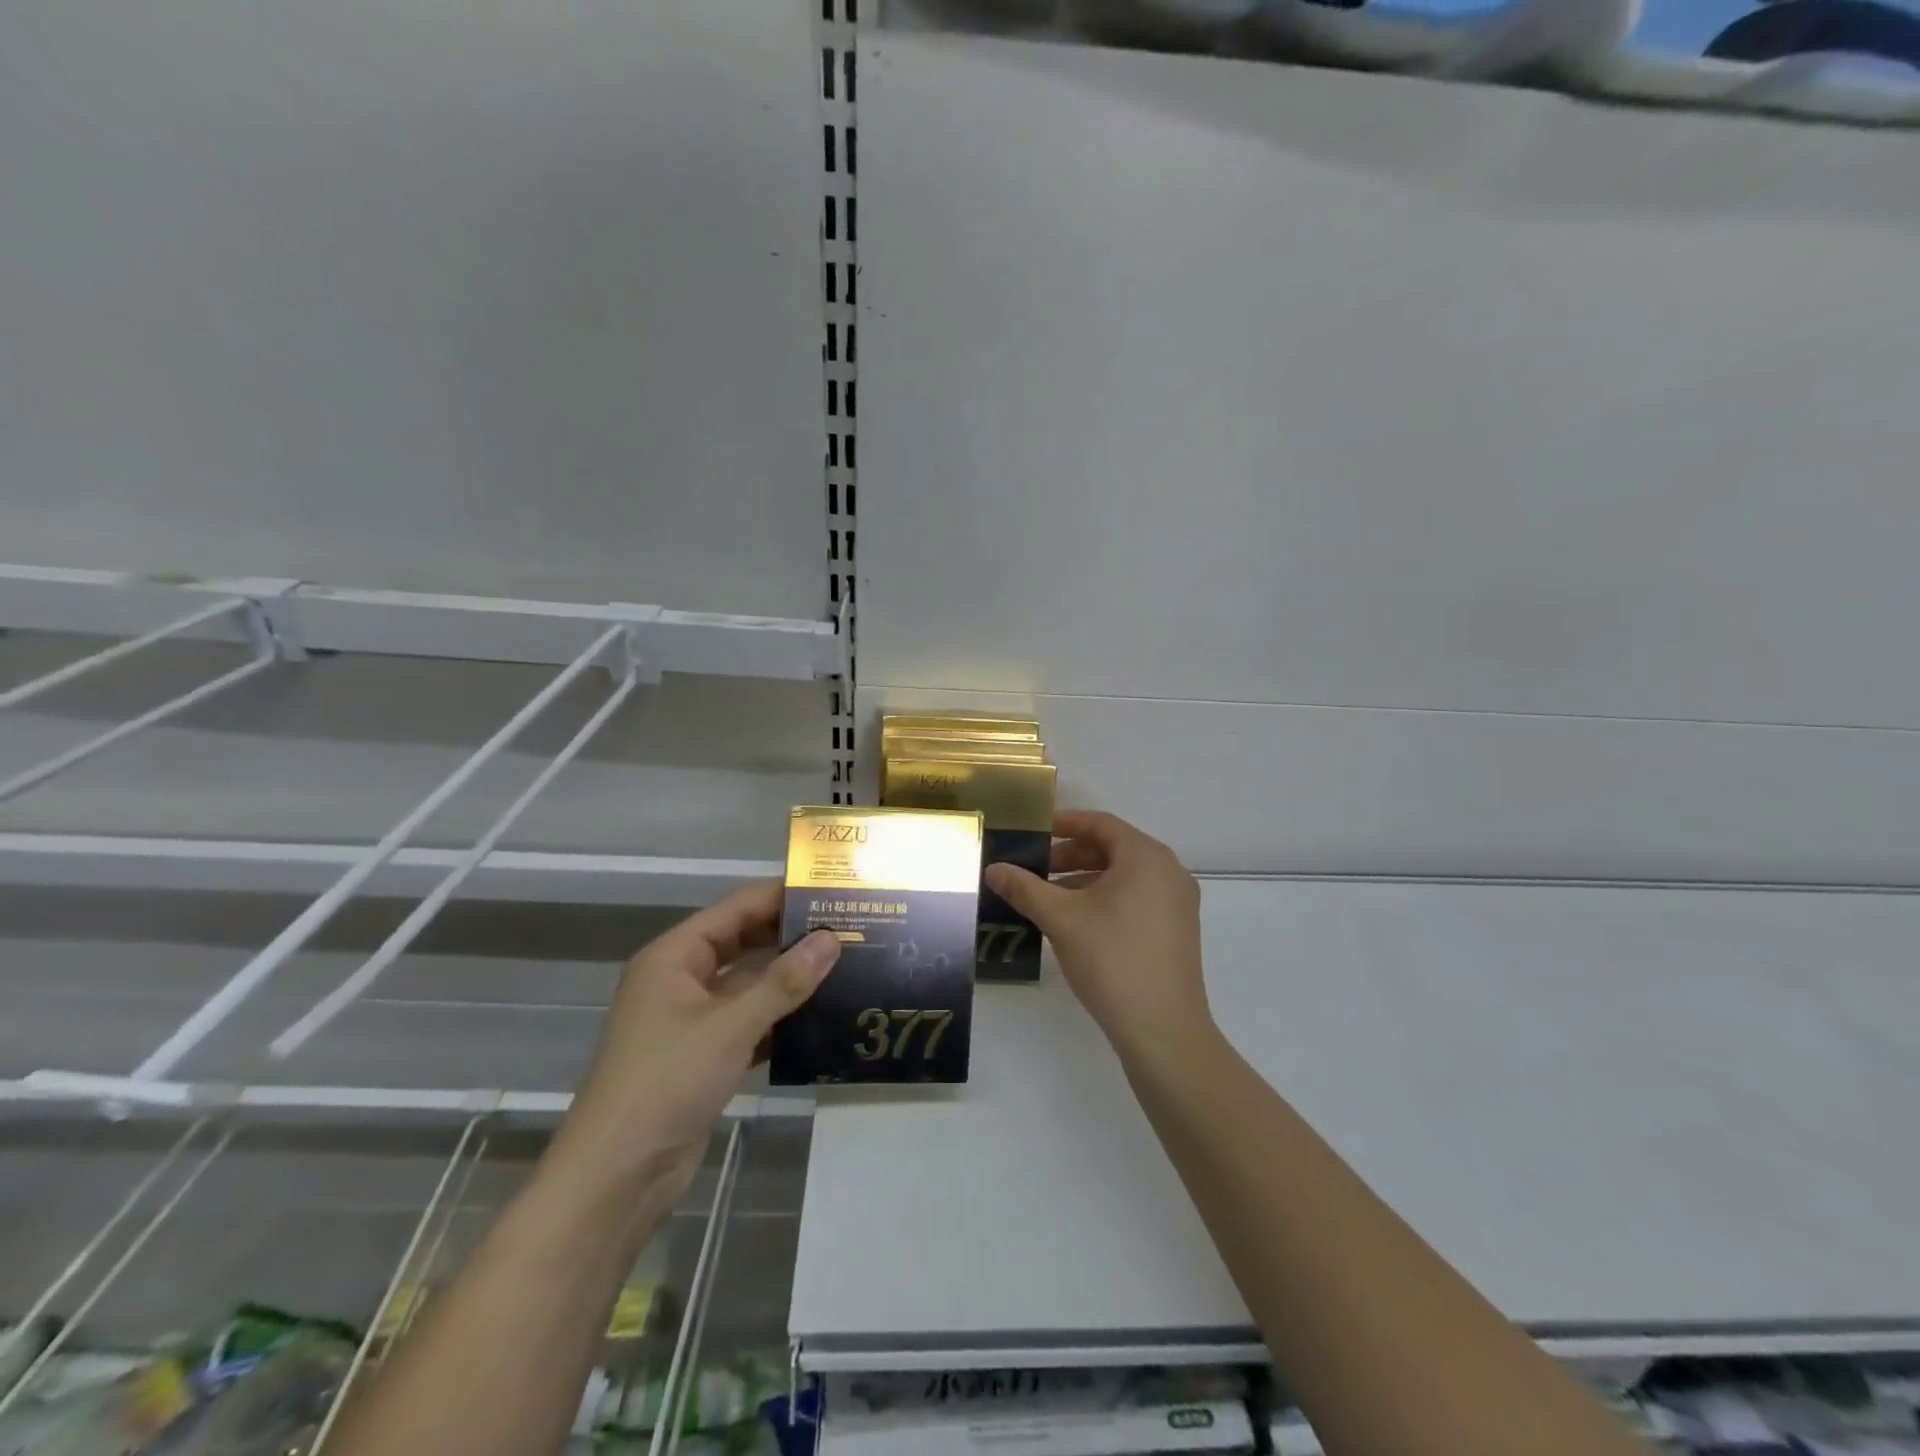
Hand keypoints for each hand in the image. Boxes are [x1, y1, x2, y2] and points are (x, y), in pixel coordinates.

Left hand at [552, 882, 840, 1202]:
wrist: (617, 1177)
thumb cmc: (666, 1083)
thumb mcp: (730, 1026)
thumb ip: (784, 982)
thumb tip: (833, 939)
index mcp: (675, 956)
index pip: (737, 908)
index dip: (782, 896)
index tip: (832, 891)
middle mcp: (682, 978)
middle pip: (744, 942)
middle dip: (792, 936)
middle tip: (849, 928)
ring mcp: (694, 1019)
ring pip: (750, 984)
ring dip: (791, 978)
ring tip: (847, 965)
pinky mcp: (706, 1055)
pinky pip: (751, 1021)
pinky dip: (782, 1017)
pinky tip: (824, 1016)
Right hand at [985, 810, 1211, 1062]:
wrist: (1163, 1030)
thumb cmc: (1111, 959)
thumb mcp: (1061, 919)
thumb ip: (1025, 888)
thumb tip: (993, 869)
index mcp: (1146, 857)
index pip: (1101, 824)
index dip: (1065, 823)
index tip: (1035, 832)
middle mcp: (1168, 871)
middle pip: (1114, 848)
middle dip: (1071, 856)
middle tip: (1035, 869)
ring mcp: (1178, 903)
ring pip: (1125, 876)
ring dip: (1085, 879)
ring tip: (1049, 898)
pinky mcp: (1177, 930)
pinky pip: (1137, 898)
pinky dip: (1106, 899)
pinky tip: (1078, 923)